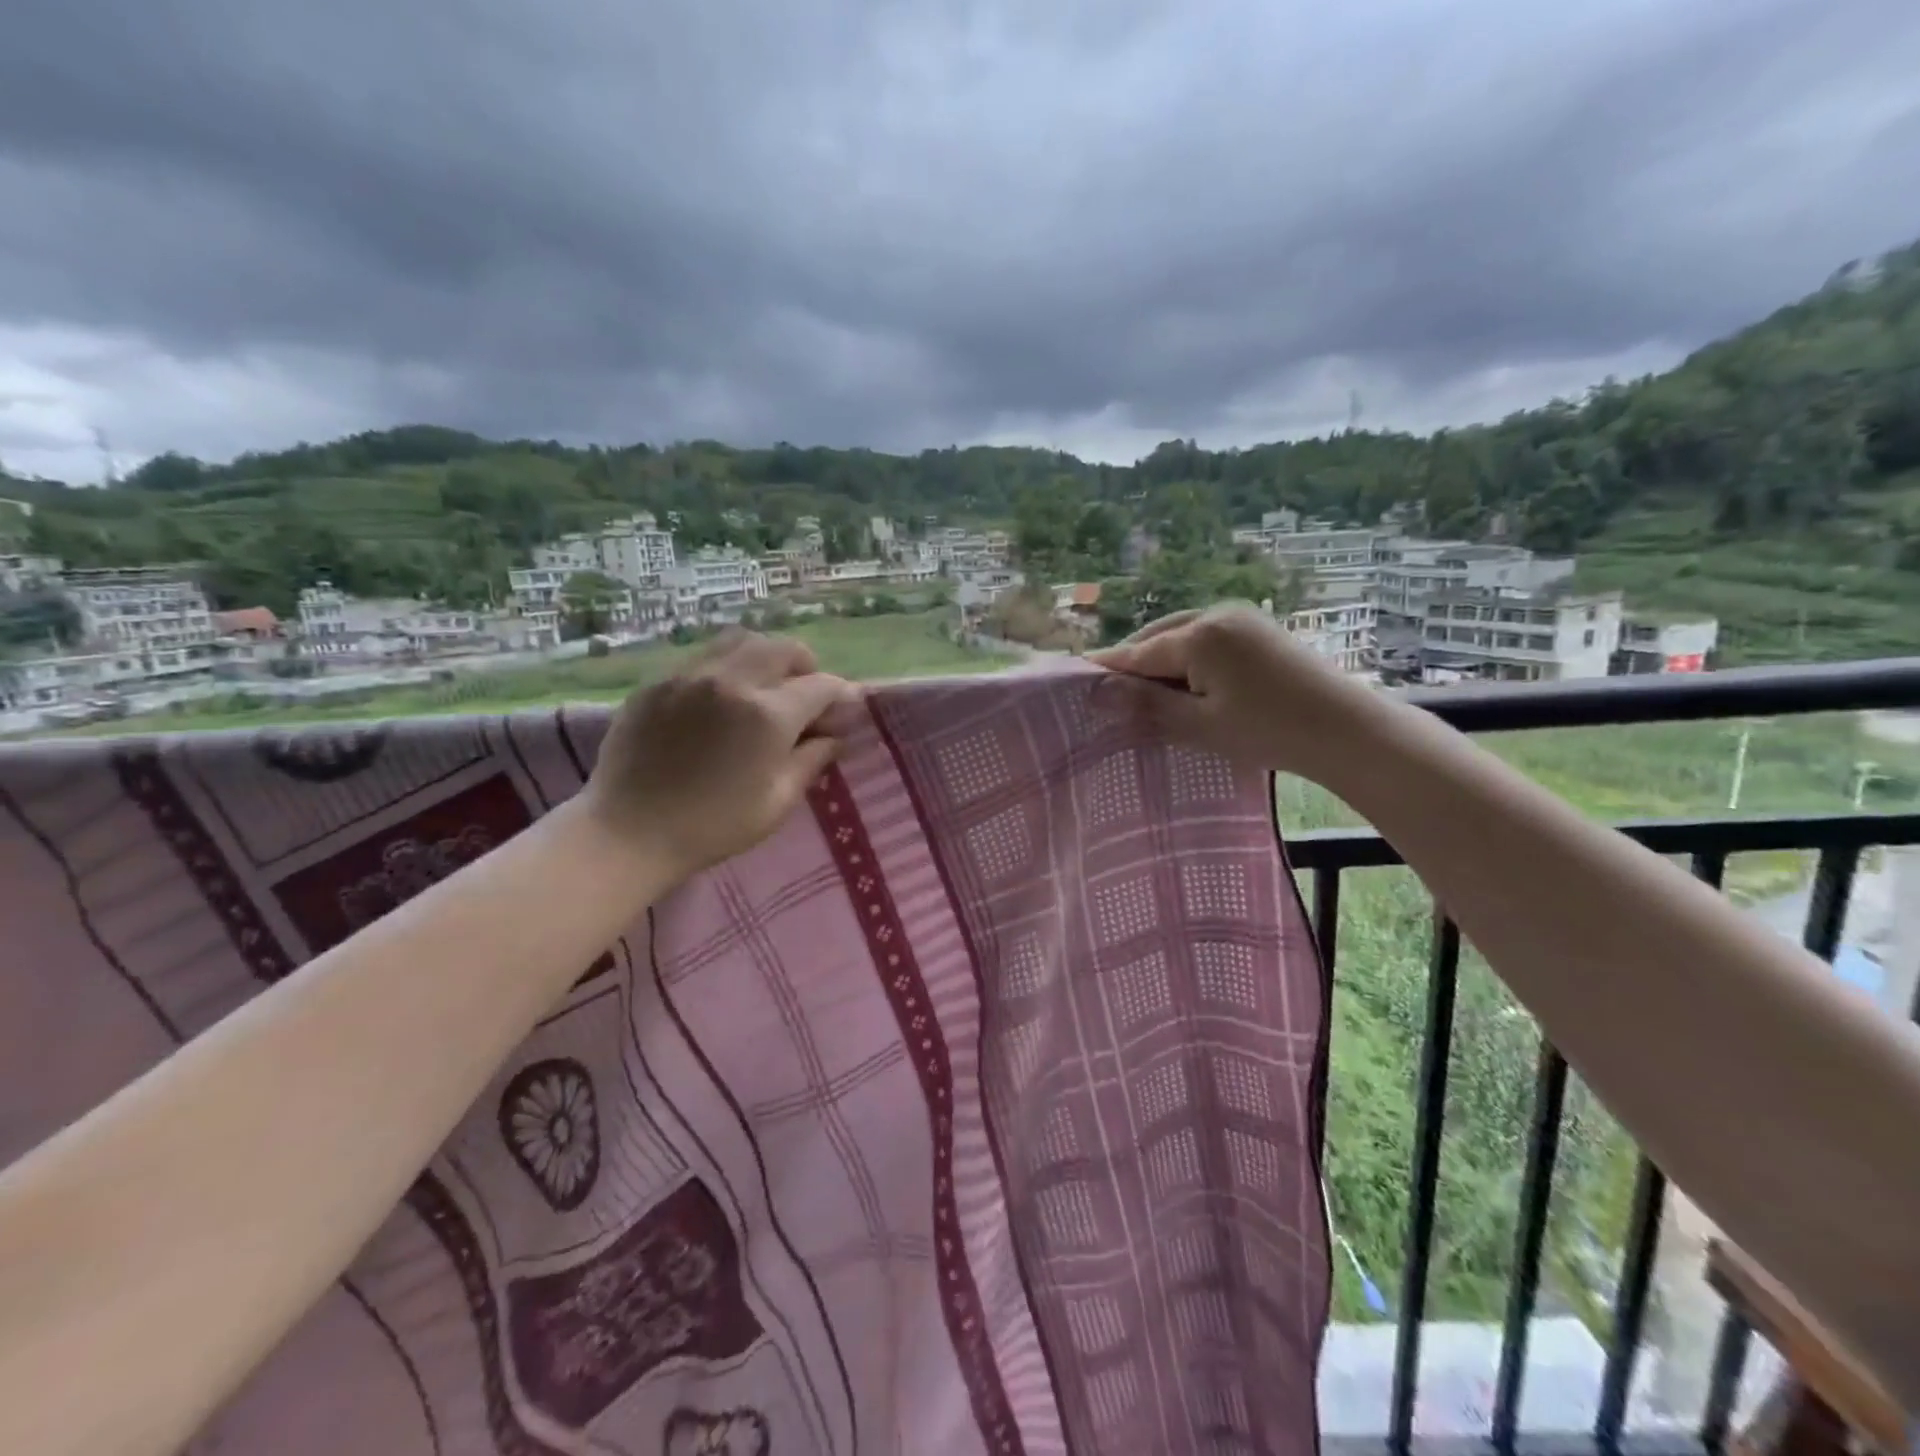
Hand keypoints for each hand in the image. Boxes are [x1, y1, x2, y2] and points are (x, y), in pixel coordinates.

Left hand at [581, 630, 859, 882]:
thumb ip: (812, 760)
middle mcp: (732, 681)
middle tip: (805, 695)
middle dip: (805, 667)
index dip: (841, 696)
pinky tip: (720, 699)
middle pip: (784, 648)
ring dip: (765, 656)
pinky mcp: (658, 682)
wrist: (628, 833)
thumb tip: (835, 735)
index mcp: (768, 715)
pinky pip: (703, 657)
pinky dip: (726, 668)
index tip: (844, 710)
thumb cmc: (713, 827)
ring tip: (764, 686)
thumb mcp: (777, 801)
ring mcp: (690, 676)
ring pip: (742, 640)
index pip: (821, 685)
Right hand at [1088, 603, 1385, 779]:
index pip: (1137, 653)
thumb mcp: (1199, 725)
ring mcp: (1241, 618)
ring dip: (1160, 663)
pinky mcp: (1259, 629)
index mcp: (1199, 634)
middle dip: (1133, 666)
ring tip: (1147, 697)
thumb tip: (1097, 693)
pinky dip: (1187, 660)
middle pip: (1157, 638)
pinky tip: (1186, 686)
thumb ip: (1146, 705)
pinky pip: (1206, 639)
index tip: (1076, 684)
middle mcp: (1217, 614)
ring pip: (1181, 637)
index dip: (1106, 671)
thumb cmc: (1269, 731)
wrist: (1348, 730)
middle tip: (1112, 700)